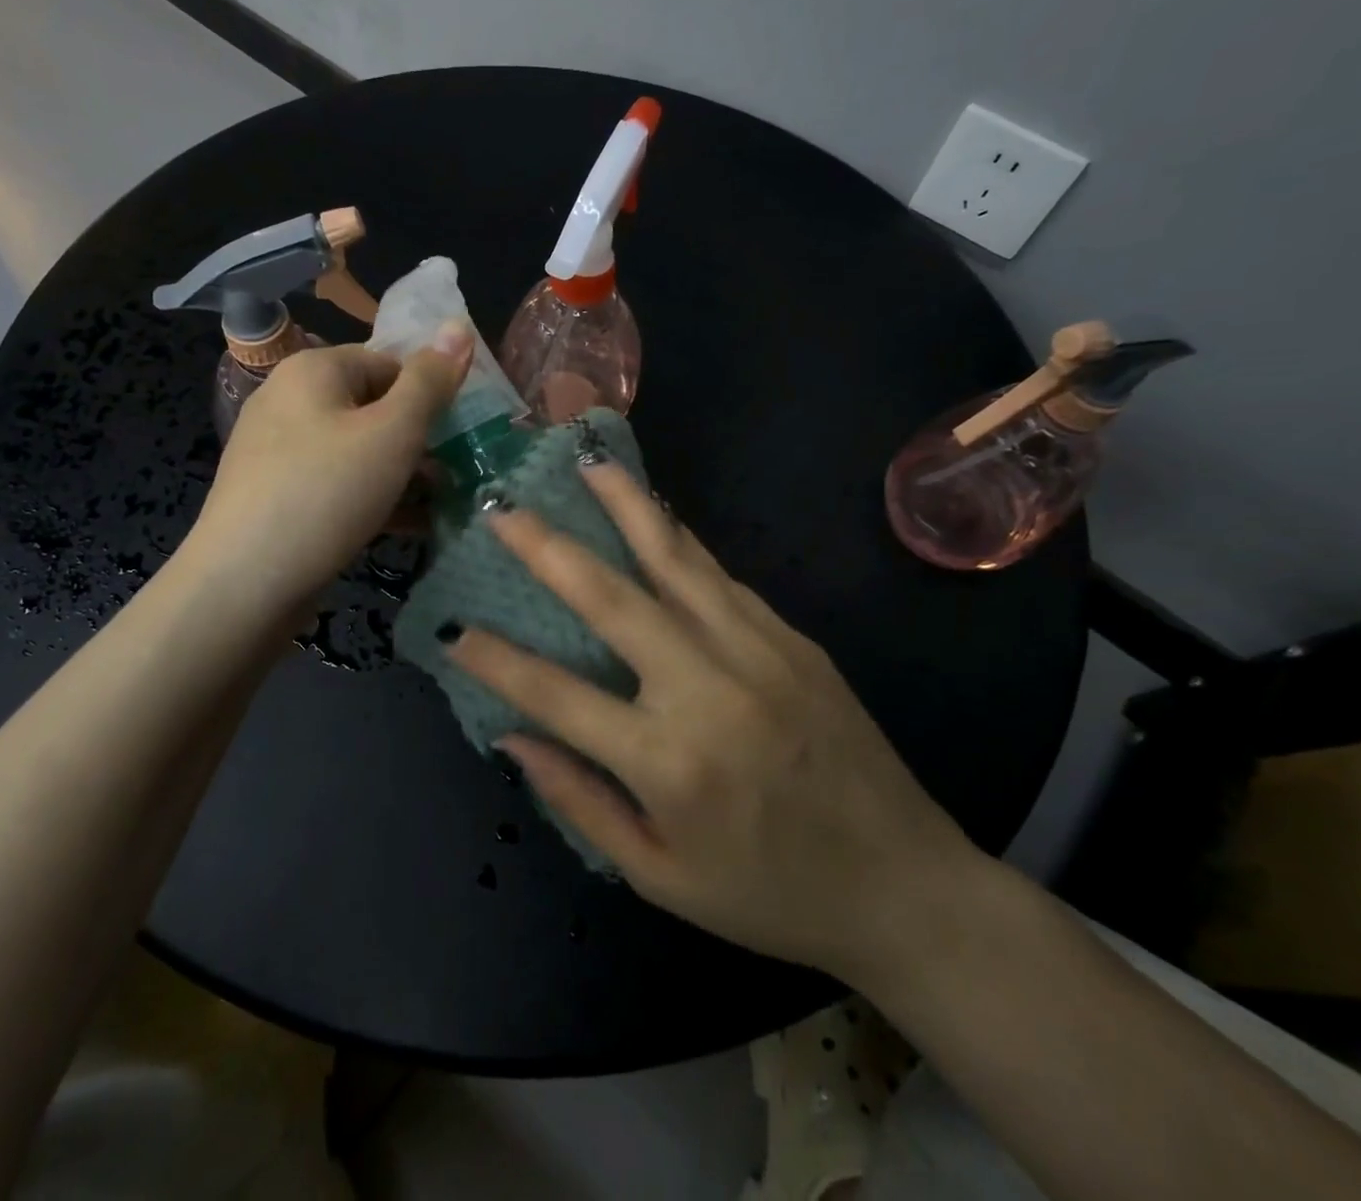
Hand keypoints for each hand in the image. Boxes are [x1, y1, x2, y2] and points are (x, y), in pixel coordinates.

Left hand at [186, 327, 471, 611]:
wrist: (244, 583)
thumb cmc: (327, 493)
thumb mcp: (393, 433)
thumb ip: (430, 382)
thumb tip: (460, 325)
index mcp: (313, 371)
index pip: (389, 363)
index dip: (430, 395)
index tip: (462, 435)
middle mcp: (290, 401)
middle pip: (374, 408)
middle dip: (420, 441)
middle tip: (458, 474)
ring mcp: (280, 451)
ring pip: (359, 451)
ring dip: (404, 474)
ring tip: (444, 504)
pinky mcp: (279, 496)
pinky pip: (338, 484)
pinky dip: (374, 498)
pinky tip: (410, 526)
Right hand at [446, 459, 985, 983]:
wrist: (905, 886)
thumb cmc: (769, 896)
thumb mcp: (661, 878)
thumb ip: (581, 801)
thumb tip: (512, 737)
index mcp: (668, 762)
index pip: (556, 694)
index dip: (496, 660)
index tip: (454, 629)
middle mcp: (708, 689)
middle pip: (611, 598)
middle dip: (548, 547)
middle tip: (504, 509)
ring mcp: (757, 653)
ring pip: (674, 561)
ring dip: (625, 506)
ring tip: (587, 464)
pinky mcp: (792, 640)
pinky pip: (720, 578)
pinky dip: (677, 540)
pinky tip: (652, 514)